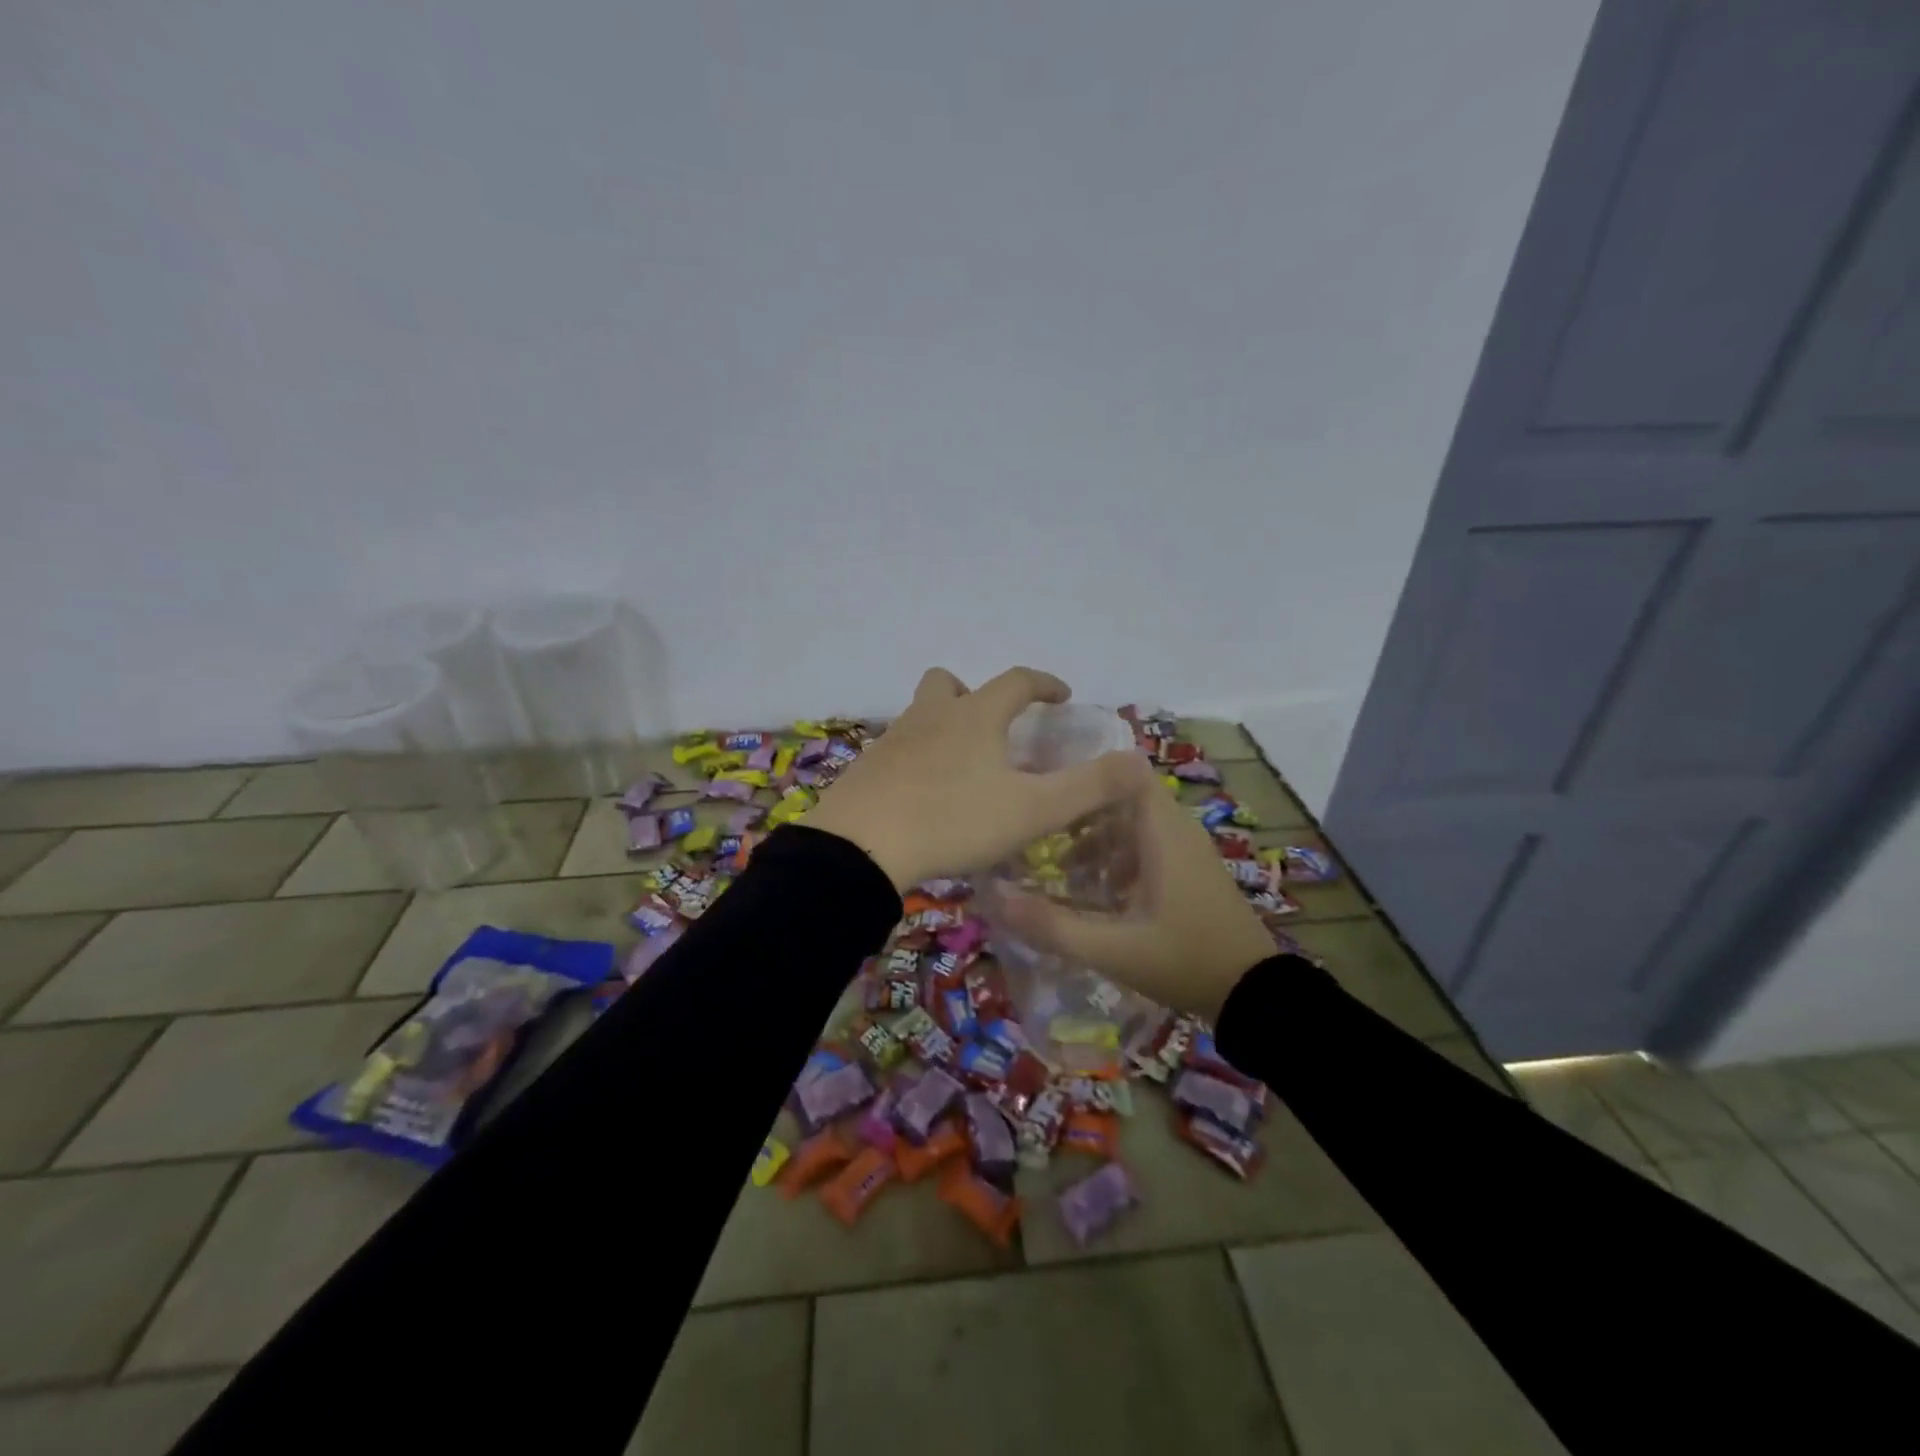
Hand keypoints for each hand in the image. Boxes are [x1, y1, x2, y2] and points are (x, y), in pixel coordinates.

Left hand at [802, 666, 1150, 891]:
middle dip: (976, 694)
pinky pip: (898, 750)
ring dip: (944, 726)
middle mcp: (931, 717)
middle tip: (995, 726)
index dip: (1044, 684)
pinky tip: (926, 794)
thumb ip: (1089, 787)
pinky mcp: (867, 769)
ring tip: (963, 765)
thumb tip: (1138, 762)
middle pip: (948, 683)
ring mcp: (893, 741)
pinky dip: (918, 759)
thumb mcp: (1032, 810)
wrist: (861, 848)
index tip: (1062, 696)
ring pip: (920, 715)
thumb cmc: (953, 821)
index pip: (1016, 681)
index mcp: (975, 717)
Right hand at [992, 767, 1278, 1019]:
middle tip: (1036, 831)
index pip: (1122, 771)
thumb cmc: (1185, 961)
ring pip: (1130, 822)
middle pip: (1119, 796)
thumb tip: (991, 896)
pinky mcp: (1188, 869)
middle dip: (1078, 810)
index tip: (1042, 787)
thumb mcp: (1112, 949)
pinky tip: (1093, 891)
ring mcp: (1185, 849)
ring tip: (1058, 867)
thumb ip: (1051, 925)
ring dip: (1094, 837)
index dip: (1083, 772)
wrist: (1254, 997)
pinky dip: (1114, 856)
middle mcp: (1176, 828)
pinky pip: (1143, 844)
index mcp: (1162, 831)